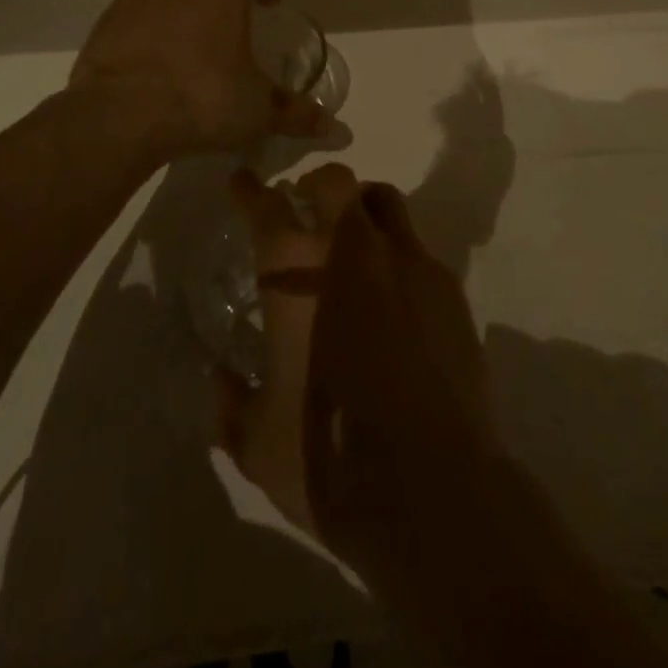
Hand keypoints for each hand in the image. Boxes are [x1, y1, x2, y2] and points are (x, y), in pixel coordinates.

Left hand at [69, 0, 334, 158]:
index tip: (272, 1)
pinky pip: (138, 9)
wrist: (120, 115)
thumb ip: (296, 113)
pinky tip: (153, 50)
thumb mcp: (258, 110)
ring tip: (190, 31)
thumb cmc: (203, 99)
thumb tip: (335, 129)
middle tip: (231, 12)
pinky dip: (149, 21)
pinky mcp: (108, 17)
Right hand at [216, 164, 498, 576]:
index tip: (242, 182)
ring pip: (384, 202)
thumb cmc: (329, 455)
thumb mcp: (259, 443)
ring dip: (363, 209)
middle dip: (317, 185)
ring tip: (354, 240)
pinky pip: (417, 250)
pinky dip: (397, 257)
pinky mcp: (448, 288)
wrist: (432, 485)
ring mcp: (409, 263)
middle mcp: (354, 251)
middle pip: (336, 183)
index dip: (249, 190)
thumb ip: (231, 404)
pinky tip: (394, 299)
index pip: (266, 208)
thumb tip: (219, 378)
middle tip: (306, 206)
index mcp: (297, 274)